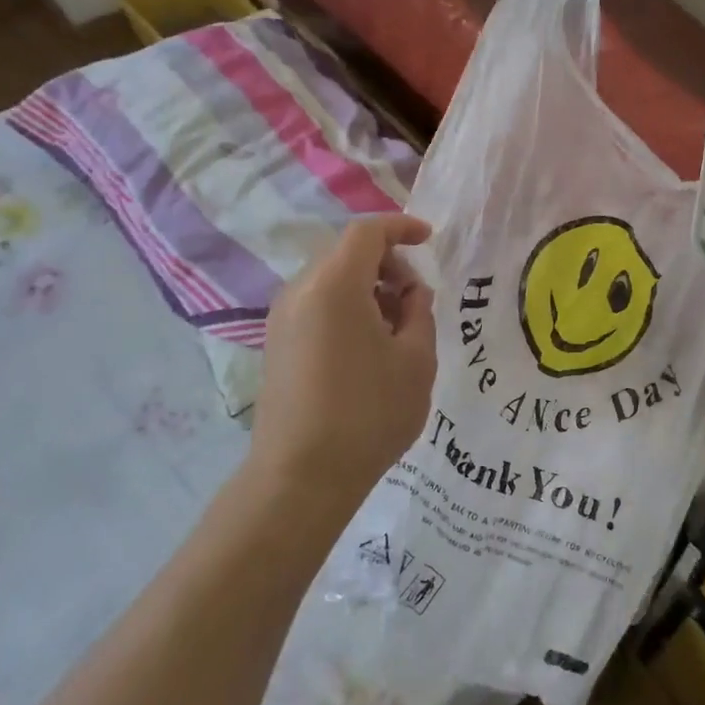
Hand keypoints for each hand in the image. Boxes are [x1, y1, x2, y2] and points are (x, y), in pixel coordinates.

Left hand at [253, 215, 437, 512]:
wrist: (301, 476)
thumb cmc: (368, 412)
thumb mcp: (417, 359)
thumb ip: (420, 312)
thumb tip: (411, 293)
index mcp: (335, 284)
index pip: (368, 232)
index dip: (401, 227)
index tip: (429, 239)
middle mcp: (300, 290)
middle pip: (347, 254)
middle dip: (388, 264)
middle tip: (416, 300)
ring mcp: (282, 318)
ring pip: (332, 281)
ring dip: (368, 289)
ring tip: (396, 329)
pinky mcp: (276, 344)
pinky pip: (317, 305)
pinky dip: (347, 308)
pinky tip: (368, 348)